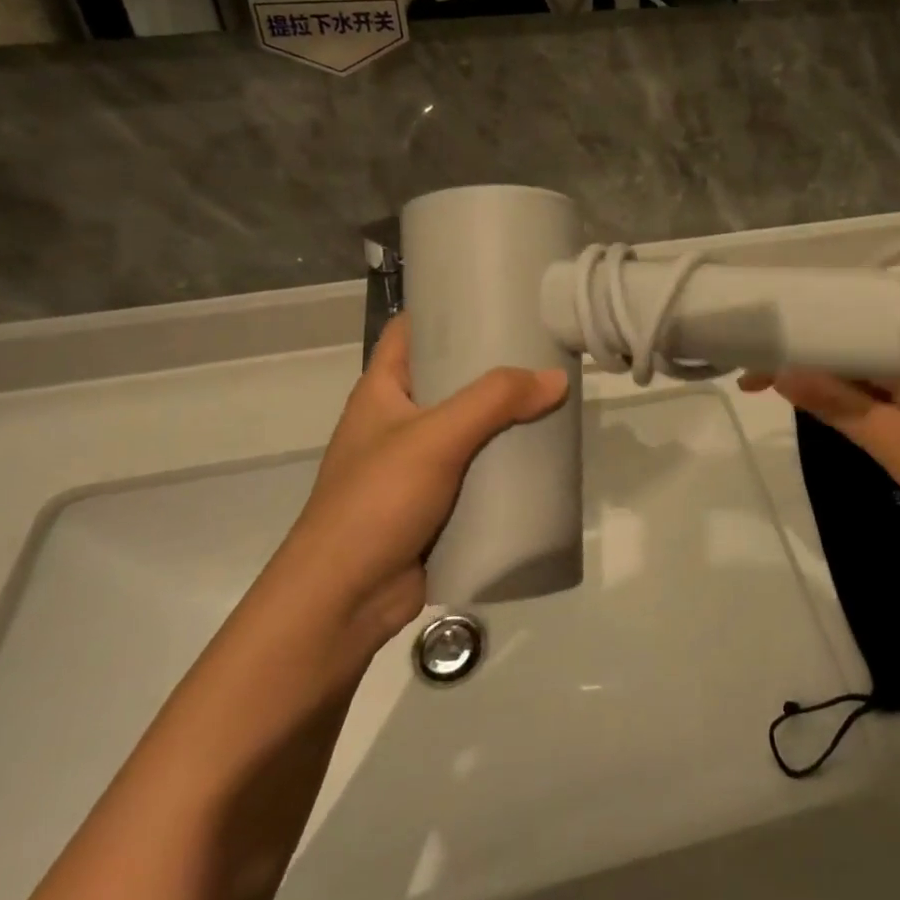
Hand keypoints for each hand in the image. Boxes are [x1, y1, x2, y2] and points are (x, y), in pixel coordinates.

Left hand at [276, 314, 567, 637]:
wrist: (342, 603)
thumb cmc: (376, 503)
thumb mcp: (436, 438)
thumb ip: (495, 402)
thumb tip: (557, 378)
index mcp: (382, 391)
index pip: (411, 331)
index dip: (446, 309)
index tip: (496, 296)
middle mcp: (397, 421)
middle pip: (448, 377)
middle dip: (492, 365)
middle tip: (543, 347)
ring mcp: (415, 464)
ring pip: (467, 426)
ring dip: (503, 416)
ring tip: (553, 396)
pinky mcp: (434, 503)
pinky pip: (475, 469)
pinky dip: (503, 461)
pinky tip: (540, 454)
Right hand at [739, 346, 899, 537]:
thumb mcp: (891, 439)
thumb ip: (837, 402)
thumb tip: (784, 371)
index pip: (839, 334)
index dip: (791, 348)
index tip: (750, 368)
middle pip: (852, 346)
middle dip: (805, 360)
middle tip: (758, 382)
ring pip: (869, 368)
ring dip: (830, 378)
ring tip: (784, 390)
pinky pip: (888, 386)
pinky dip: (858, 395)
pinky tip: (836, 407)